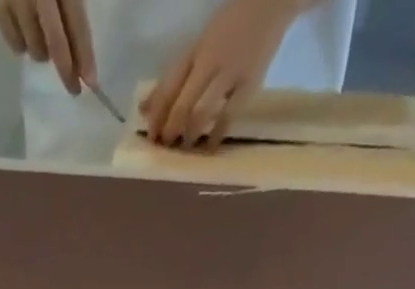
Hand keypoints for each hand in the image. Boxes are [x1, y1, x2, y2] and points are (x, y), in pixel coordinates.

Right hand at [0, 0, 95, 94]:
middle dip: (66, 70)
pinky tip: (27, 40)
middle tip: (73, 89)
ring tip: (46, 48)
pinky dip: (21, 46)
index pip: (76, 24)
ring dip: (43, 54)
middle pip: (55, 43)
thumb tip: (79, 34)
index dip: (84, 55)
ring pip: (33, 47)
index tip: (91, 82)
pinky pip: (12, 39)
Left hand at [142, 0, 299, 147]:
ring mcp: (231, 73)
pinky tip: (208, 148)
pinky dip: (216, 135)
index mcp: (194, 50)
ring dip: (190, 134)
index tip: (150, 137)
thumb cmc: (229, 28)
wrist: (270, 3)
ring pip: (202, 111)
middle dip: (171, 130)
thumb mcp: (197, 47)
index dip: (156, 116)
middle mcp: (210, 61)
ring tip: (185, 147)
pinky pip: (229, 116)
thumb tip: (144, 109)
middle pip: (182, 104)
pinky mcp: (250, 84)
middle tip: (166, 147)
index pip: (168, 87)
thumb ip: (172, 78)